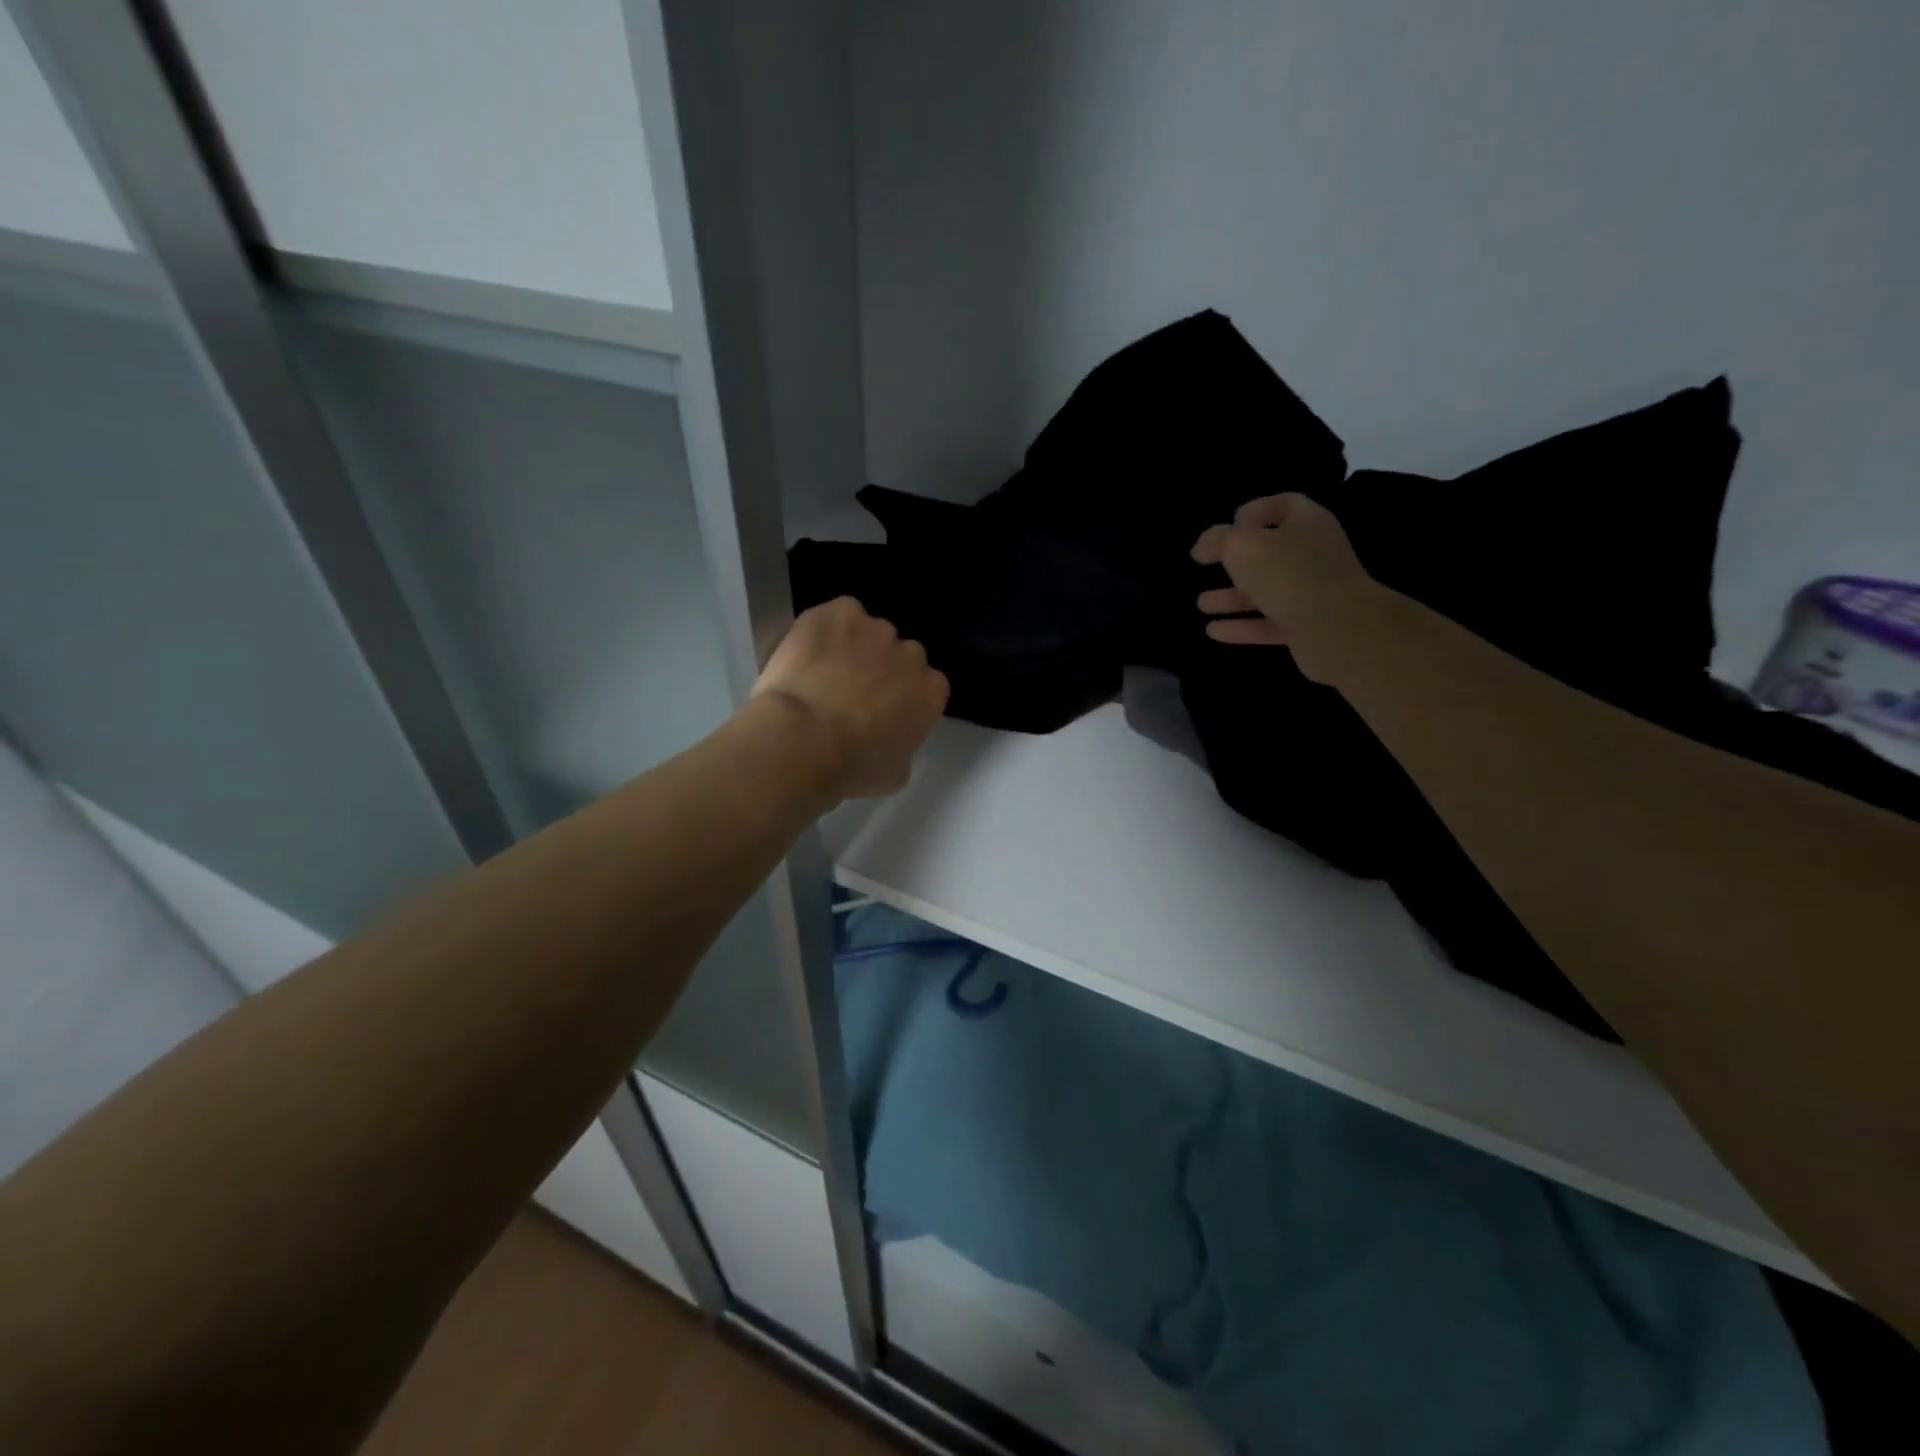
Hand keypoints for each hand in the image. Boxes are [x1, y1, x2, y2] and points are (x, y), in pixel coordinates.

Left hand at [753, 597, 948, 797]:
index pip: (927, 685)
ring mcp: (873, 629)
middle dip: (882, 669)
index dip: (904, 696)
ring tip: (823, 670)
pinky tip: (809, 648)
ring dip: (853, 646)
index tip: (884, 711)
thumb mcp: (895, 772)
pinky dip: (826, 626)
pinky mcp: (836, 613)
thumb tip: (893, 739)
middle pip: (901, 654)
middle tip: (853, 694)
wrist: (804, 740)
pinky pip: (838, 613)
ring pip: (868, 631)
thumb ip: (904, 744)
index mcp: (930, 692)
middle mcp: (909, 654)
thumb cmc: (853, 767)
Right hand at [1192, 493, 1378, 683]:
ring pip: (1266, 591)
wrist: (1336, 629)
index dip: (1255, 511)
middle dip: (1236, 561)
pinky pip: (1268, 623)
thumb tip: (1202, 546)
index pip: (1283, 506)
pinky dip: (1241, 626)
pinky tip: (1212, 631)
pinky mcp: (1307, 627)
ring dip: (1232, 597)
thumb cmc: (1288, 573)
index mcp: (1307, 524)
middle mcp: (1313, 555)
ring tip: (1201, 604)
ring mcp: (1312, 593)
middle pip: (1271, 553)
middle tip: (1207, 566)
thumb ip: (1218, 541)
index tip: (1228, 525)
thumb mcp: (1243, 546)